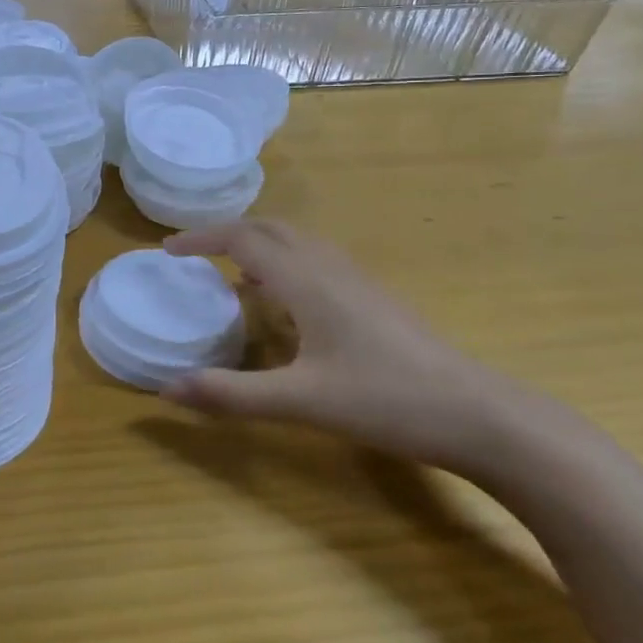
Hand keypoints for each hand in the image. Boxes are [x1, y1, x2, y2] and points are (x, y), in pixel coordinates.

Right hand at [161, 220, 511, 470]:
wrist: (476, 413)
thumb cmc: (385, 399)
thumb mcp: (299, 402)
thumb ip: (231, 395)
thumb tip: (166, 389)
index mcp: (306, 280)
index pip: (242, 238)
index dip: (201, 238)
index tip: (167, 251)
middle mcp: (329, 267)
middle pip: (270, 229)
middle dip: (227, 233)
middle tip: (194, 254)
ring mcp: (357, 279)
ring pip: (297, 242)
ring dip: (258, 245)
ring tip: (231, 273)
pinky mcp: (374, 297)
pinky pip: (316, 260)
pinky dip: (285, 263)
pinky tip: (285, 302)